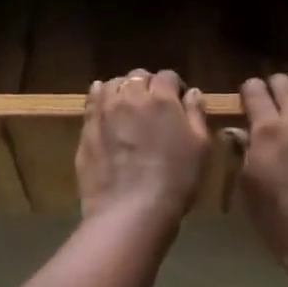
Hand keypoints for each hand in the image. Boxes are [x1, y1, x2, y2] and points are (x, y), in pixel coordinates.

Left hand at [77, 69, 211, 227]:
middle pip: (138, 76)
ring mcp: (104, 111)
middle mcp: (130, 96)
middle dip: (148, 85)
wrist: (131, 210)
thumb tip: (192, 92)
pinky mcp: (87, 128)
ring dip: (123, 90)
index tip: (179, 103)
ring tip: (129, 108)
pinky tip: (105, 107)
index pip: (168, 76)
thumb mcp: (200, 147)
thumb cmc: (176, 180)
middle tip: (155, 107)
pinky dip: (100, 97)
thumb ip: (196, 114)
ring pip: (113, 84)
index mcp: (162, 98)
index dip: (175, 87)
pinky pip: (92, 101)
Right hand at [237, 75, 287, 271]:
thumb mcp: (249, 187)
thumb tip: (239, 131)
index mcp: (266, 130)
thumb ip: (244, 152)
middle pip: (282, 83)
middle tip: (270, 99)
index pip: (253, 91)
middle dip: (272, 86)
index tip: (246, 98)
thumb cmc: (279, 221)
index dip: (248, 91)